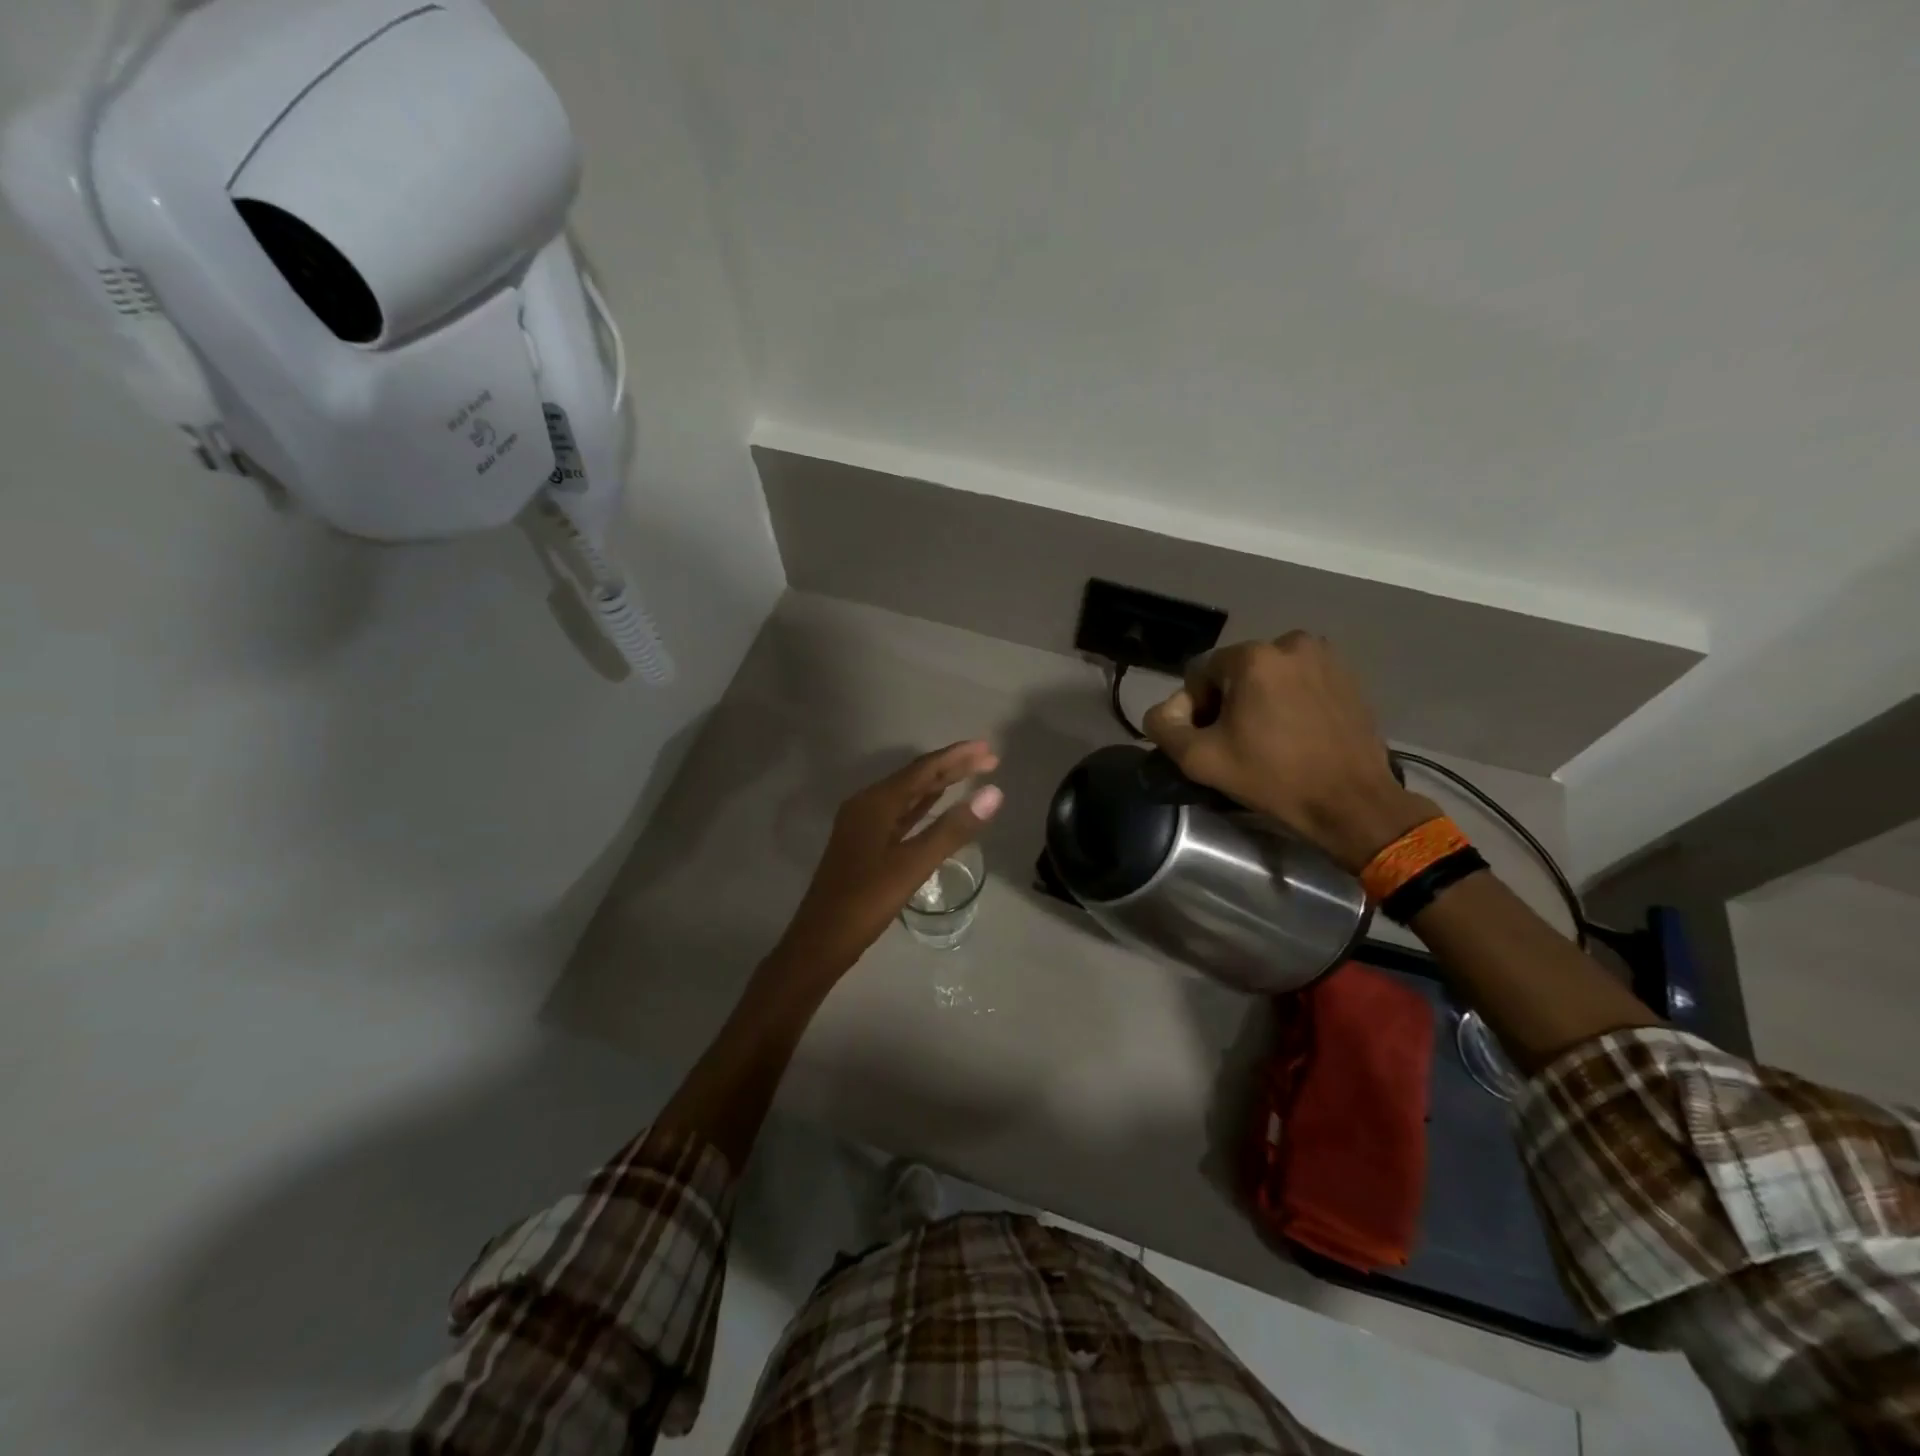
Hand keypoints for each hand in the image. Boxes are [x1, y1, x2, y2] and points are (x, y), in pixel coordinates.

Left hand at [770, 741, 1002, 981]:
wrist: (820, 941)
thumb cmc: (866, 901)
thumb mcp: (913, 865)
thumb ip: (953, 829)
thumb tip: (994, 793)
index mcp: (875, 803)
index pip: (923, 770)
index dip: (957, 757)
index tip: (989, 749)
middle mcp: (867, 805)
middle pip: (915, 777)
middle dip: (951, 767)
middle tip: (988, 760)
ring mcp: (863, 825)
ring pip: (907, 795)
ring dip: (938, 784)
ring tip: (970, 775)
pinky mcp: (864, 843)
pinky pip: (900, 814)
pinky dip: (922, 805)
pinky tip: (936, 806)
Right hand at [1143, 635, 1433, 871]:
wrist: (1351, 802)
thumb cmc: (1273, 778)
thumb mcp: (1199, 759)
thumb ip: (1163, 726)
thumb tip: (1164, 712)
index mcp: (1252, 657)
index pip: (1199, 673)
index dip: (1195, 708)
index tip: (1211, 741)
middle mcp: (1289, 643)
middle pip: (1234, 672)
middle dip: (1228, 702)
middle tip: (1237, 743)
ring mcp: (1324, 658)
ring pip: (1268, 676)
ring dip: (1259, 700)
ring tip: (1267, 739)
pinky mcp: (1348, 676)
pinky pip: (1299, 682)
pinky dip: (1289, 702)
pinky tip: (1295, 735)